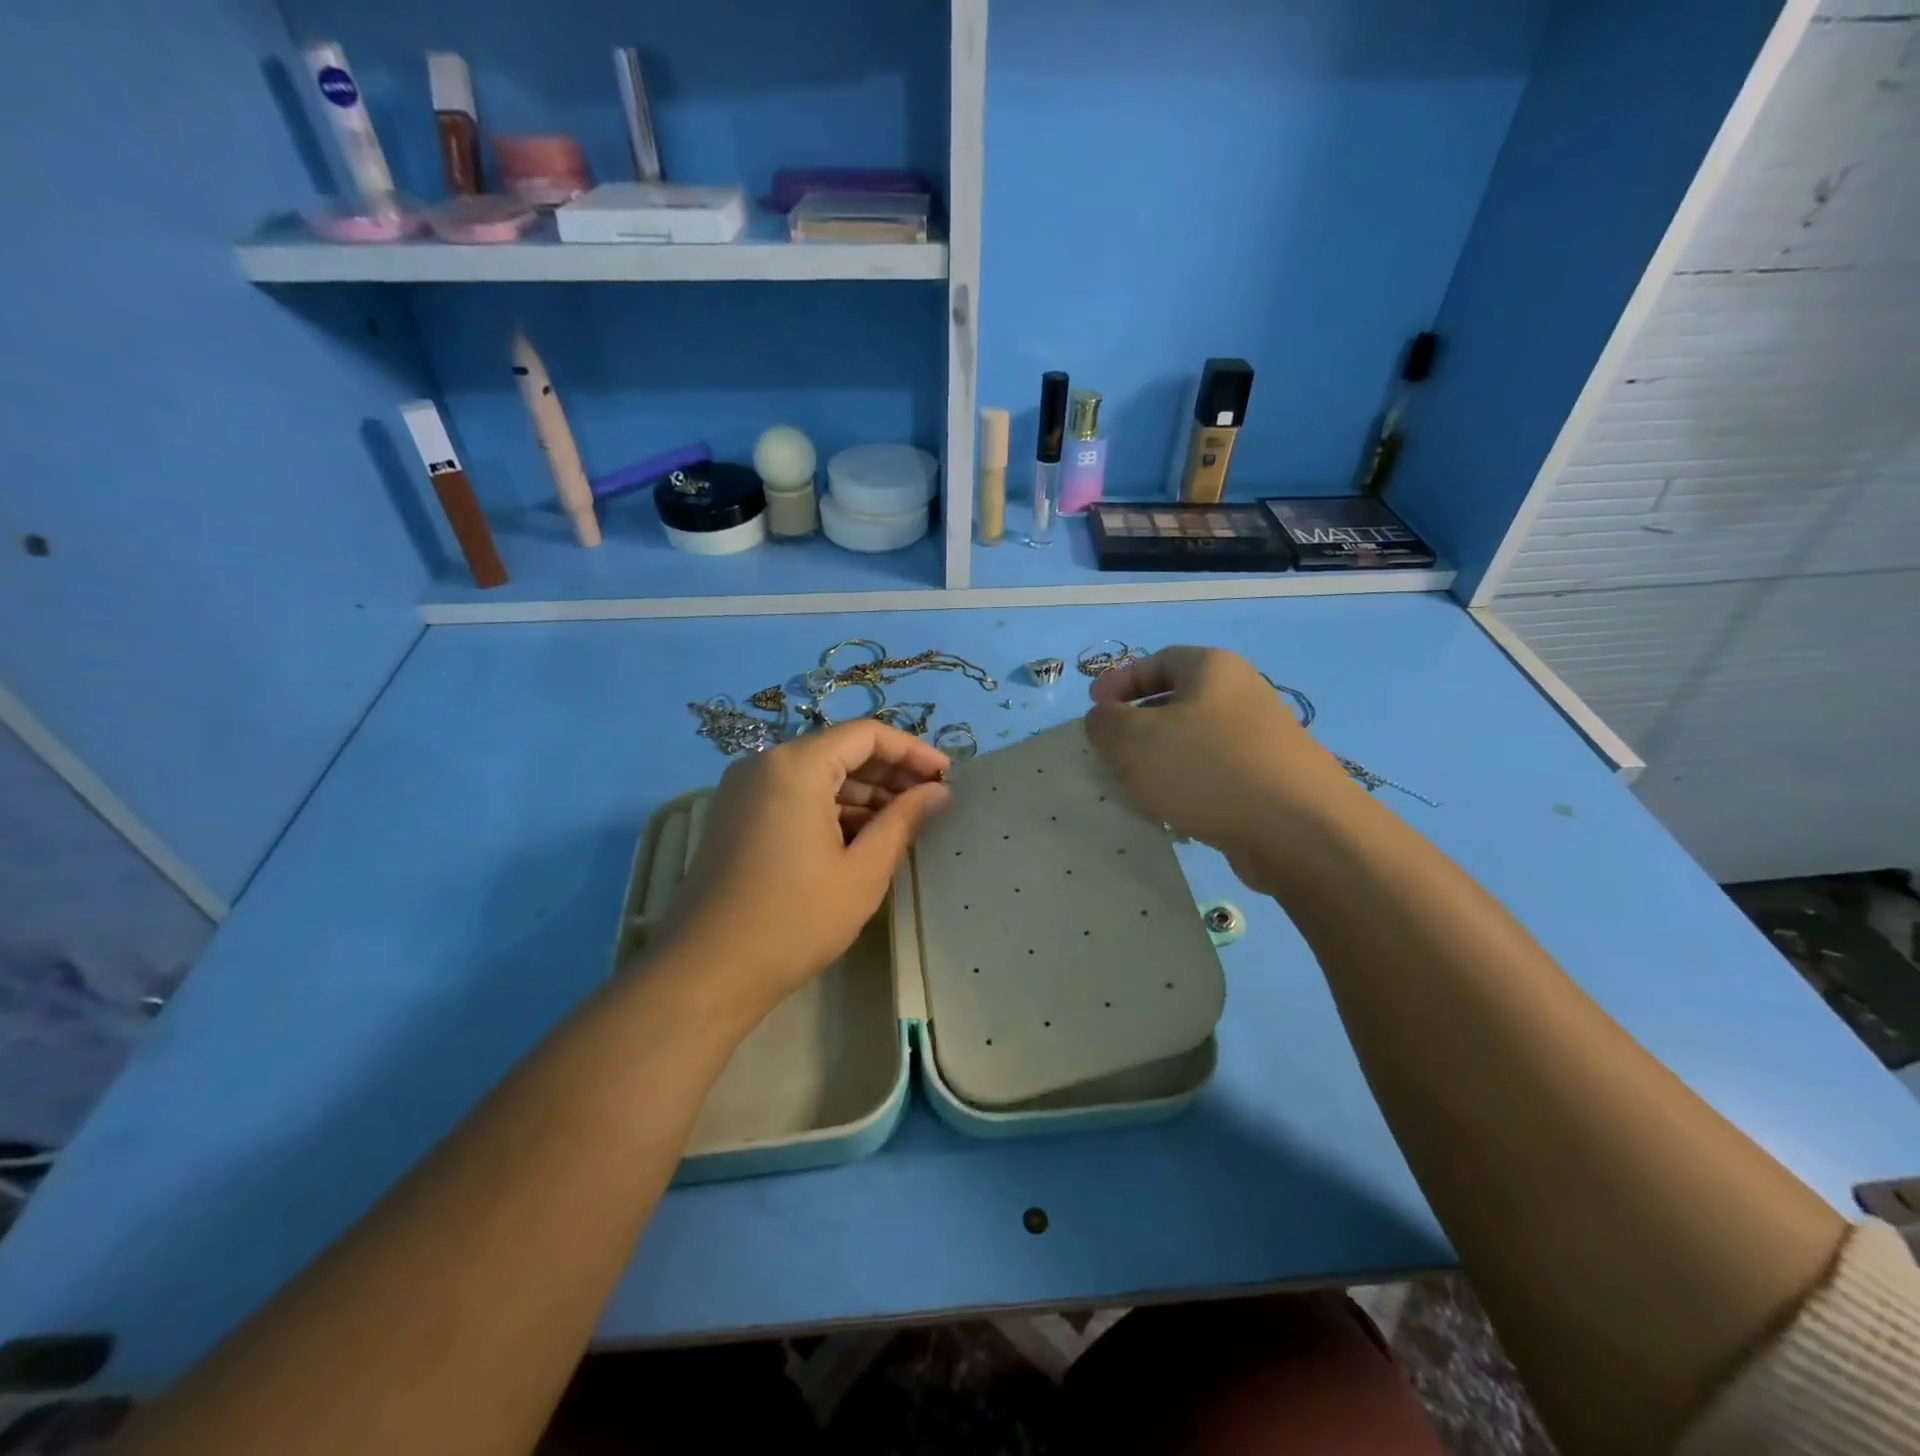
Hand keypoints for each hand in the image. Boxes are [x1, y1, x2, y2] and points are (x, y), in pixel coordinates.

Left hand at [657, 721, 950, 1018]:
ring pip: (817, 775)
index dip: (912, 750)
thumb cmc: (795, 919)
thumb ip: (903, 820)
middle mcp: (765, 764)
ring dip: (862, 794)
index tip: (946, 776)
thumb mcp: (863, 871)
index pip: (866, 734)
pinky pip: (794, 796)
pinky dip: (831, 809)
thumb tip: (938, 791)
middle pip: (840, 751)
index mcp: (796, 765)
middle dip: (889, 773)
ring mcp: (744, 790)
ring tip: (903, 824)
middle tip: (930, 802)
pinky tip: (861, 838)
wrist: (706, 972)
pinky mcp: (735, 816)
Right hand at [1084, 646, 1352, 858]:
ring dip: (1162, 761)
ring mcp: (1263, 739)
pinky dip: (1190, 788)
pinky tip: (1176, 815)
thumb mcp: (1133, 741)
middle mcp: (1243, 694)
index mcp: (1213, 668)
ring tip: (1137, 789)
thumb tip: (1104, 719)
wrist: (1300, 831)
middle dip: (1138, 725)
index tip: (1093, 710)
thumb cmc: (1207, 769)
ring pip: (1196, 742)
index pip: (1157, 660)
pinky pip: (1217, 775)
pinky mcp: (1273, 780)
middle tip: (1111, 751)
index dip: (1119, 682)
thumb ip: (1104, 723)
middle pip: (1178, 701)